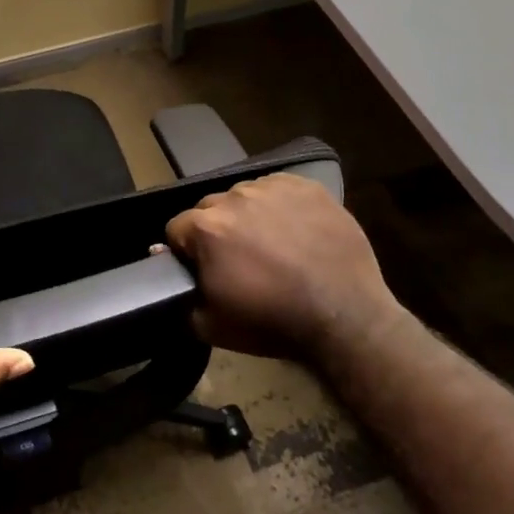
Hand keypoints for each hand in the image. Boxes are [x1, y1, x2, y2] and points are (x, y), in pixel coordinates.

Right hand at [165, 173, 400, 360]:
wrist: (345, 317)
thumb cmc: (273, 322)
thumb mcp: (211, 326)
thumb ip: (182, 297)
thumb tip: (168, 270)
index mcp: (207, 228)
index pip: (177, 228)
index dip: (185, 251)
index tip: (204, 269)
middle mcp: (235, 197)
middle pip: (210, 208)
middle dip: (216, 230)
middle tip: (239, 260)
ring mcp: (273, 188)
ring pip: (245, 196)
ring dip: (248, 215)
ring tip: (270, 245)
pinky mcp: (307, 187)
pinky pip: (279, 189)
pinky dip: (280, 206)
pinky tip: (295, 231)